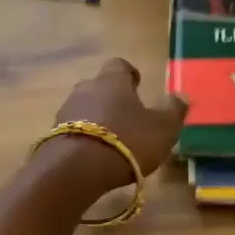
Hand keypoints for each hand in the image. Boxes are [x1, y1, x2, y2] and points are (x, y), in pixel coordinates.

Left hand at [36, 58, 188, 198]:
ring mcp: (65, 111)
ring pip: (84, 108)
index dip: (130, 74)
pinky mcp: (53, 134)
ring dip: (96, 118)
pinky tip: (94, 154)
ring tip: (111, 139)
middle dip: (112, 98)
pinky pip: (73, 129)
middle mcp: (85, 88)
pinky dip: (84, 137)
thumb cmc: (126, 141)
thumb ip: (173, 110)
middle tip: (127, 116)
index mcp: (112, 80)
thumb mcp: (162, 129)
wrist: (75, 169)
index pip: (120, 65)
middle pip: (99, 86)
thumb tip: (181, 94)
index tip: (138, 85)